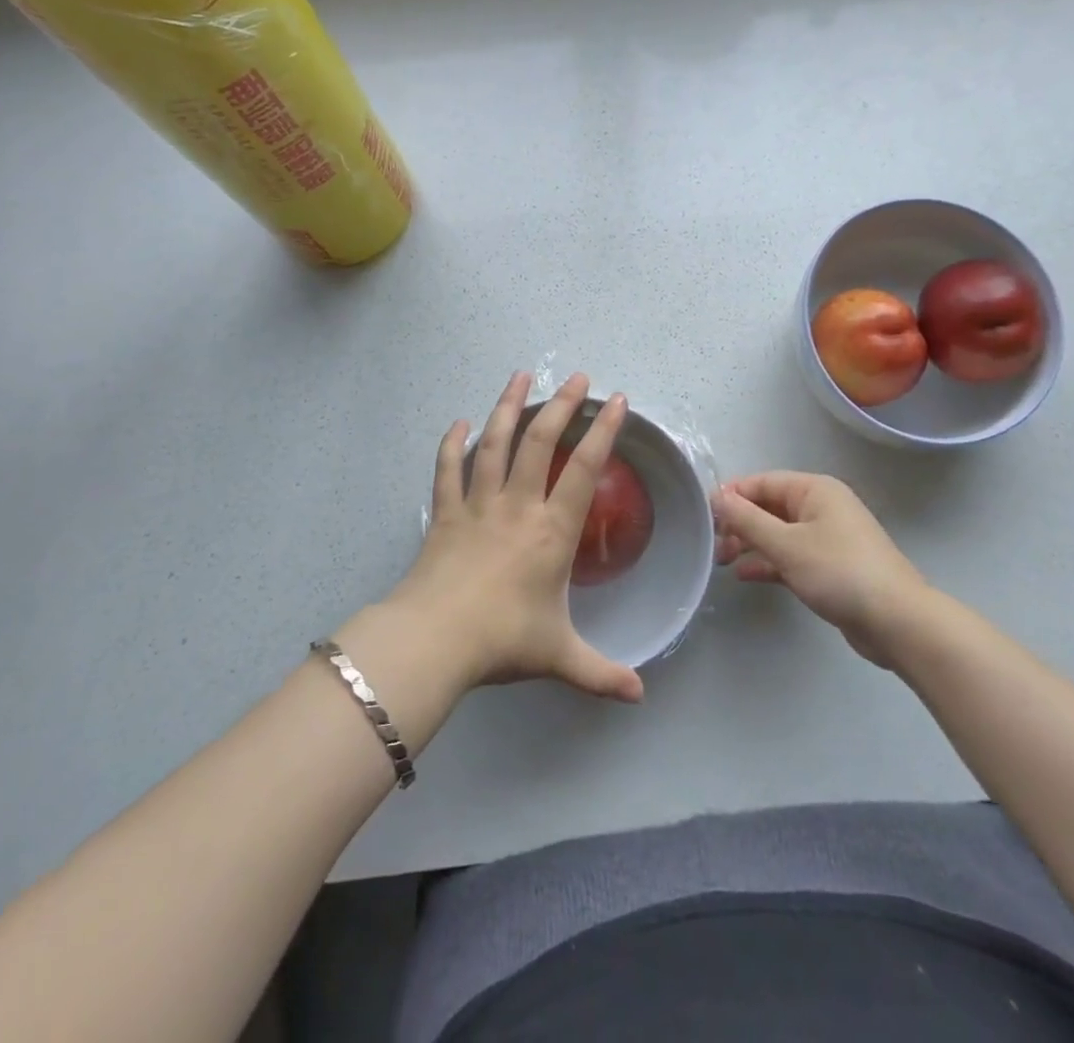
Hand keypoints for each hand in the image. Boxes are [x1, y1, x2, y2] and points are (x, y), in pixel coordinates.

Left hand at [384, 371, 643, 703]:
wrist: (433, 642)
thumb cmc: (502, 641)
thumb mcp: (560, 657)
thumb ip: (601, 674)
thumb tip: (640, 696)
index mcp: (550, 531)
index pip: (583, 469)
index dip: (602, 431)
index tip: (616, 401)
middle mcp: (517, 506)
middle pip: (540, 442)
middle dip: (561, 405)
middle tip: (577, 377)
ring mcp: (476, 505)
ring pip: (494, 444)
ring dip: (508, 407)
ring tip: (520, 375)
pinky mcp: (444, 514)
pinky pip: (447, 471)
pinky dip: (452, 445)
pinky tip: (458, 423)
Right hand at [714, 472, 928, 665]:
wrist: (896, 621)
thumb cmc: (839, 572)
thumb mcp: (786, 544)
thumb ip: (747, 520)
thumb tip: (716, 497)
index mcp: (814, 490)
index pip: (762, 482)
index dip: (732, 496)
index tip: (704, 518)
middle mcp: (821, 507)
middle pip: (769, 507)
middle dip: (740, 524)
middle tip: (715, 547)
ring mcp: (827, 538)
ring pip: (778, 533)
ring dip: (750, 544)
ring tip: (723, 562)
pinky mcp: (829, 567)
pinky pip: (790, 556)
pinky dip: (768, 562)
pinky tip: (745, 575)